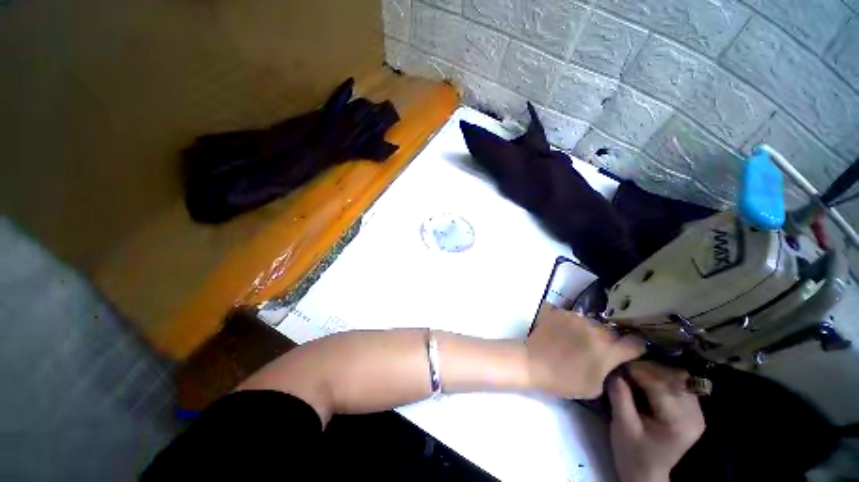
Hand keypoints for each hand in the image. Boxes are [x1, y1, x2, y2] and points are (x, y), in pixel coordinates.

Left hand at [526, 304, 643, 398]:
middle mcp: (595, 330)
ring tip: (578, 340)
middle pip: (612, 332)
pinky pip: (575, 317)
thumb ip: (609, 372)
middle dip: (610, 340)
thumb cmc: (564, 380)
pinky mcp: (561, 313)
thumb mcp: (595, 387)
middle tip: (598, 349)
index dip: (635, 349)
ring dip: (591, 331)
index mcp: (607, 350)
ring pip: (593, 323)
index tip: (630, 352)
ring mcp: (576, 319)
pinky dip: (574, 324)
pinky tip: (565, 333)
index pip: (635, 344)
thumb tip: (614, 363)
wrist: (533, 363)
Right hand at [609, 362, 704, 481]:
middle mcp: (694, 415)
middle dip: (647, 369)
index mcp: (678, 422)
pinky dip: (662, 378)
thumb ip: (620, 397)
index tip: (617, 365)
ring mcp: (697, 413)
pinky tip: (647, 382)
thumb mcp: (622, 426)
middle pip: (674, 378)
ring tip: (635, 374)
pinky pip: (679, 384)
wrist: (646, 472)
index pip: (660, 385)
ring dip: (655, 372)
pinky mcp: (692, 411)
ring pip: (678, 378)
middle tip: (625, 368)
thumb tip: (615, 371)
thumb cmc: (632, 452)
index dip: (637, 371)